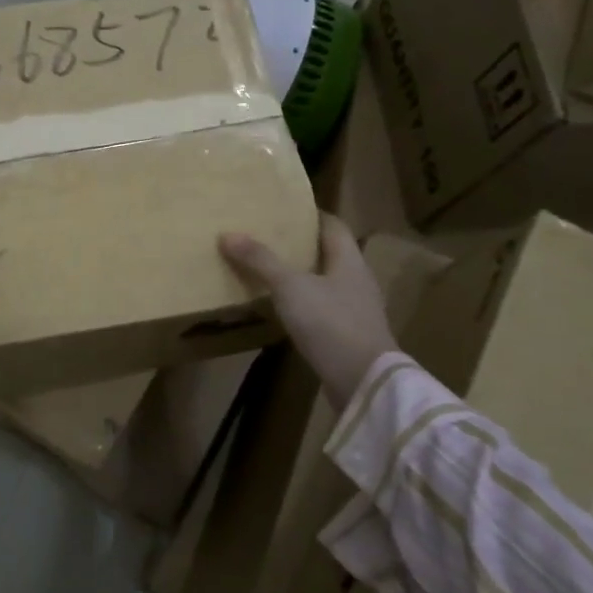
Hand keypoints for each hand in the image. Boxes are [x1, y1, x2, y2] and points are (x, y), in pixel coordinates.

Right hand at [220, 213, 397, 411]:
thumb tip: (227, 234)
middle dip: (301, 245)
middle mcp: (357, 280)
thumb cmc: (331, 323)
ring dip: (301, 276)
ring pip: (325, 282)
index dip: (310, 215)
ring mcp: (356, 310)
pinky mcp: (349, 336)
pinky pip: (323, 309)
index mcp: (349, 260)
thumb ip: (261, 261)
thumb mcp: (290, 287)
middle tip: (267, 238)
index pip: (332, 225)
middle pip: (329, 253)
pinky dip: (303, 304)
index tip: (282, 210)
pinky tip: (283, 310)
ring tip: (268, 272)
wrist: (364, 382)